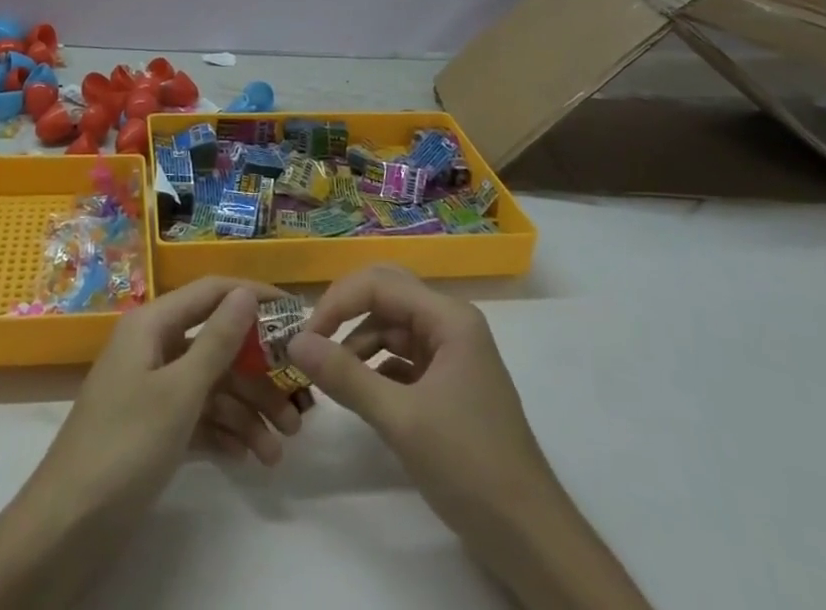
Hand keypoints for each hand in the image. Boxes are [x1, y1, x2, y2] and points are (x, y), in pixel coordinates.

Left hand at [29, 277, 302, 526]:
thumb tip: (246, 292)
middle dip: (258, 374)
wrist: (66, 527)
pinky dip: (224, 433)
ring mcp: (152, 388)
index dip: (252, 296)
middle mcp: (153, 347)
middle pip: (216, 344)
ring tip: (279, 451)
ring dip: (247, 412)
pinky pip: (197, 417)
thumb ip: (217, 341)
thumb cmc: (125, 445)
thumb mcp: (179, 392)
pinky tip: (248, 458)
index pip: (211, 293)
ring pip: (211, 386)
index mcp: (152, 324)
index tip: (296, 313)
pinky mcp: (152, 428)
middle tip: (299, 406)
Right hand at [289, 265, 545, 540]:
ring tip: (330, 374)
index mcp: (449, 317)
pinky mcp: (449, 383)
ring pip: (392, 326)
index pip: (380, 284)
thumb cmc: (469, 467)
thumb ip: (345, 375)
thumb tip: (294, 342)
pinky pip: (402, 357)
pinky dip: (376, 367)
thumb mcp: (400, 420)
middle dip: (346, 312)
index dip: (337, 302)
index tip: (305, 337)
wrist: (531, 540)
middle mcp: (451, 324)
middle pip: (387, 295)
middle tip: (313, 341)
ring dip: (358, 342)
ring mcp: (452, 353)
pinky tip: (359, 391)